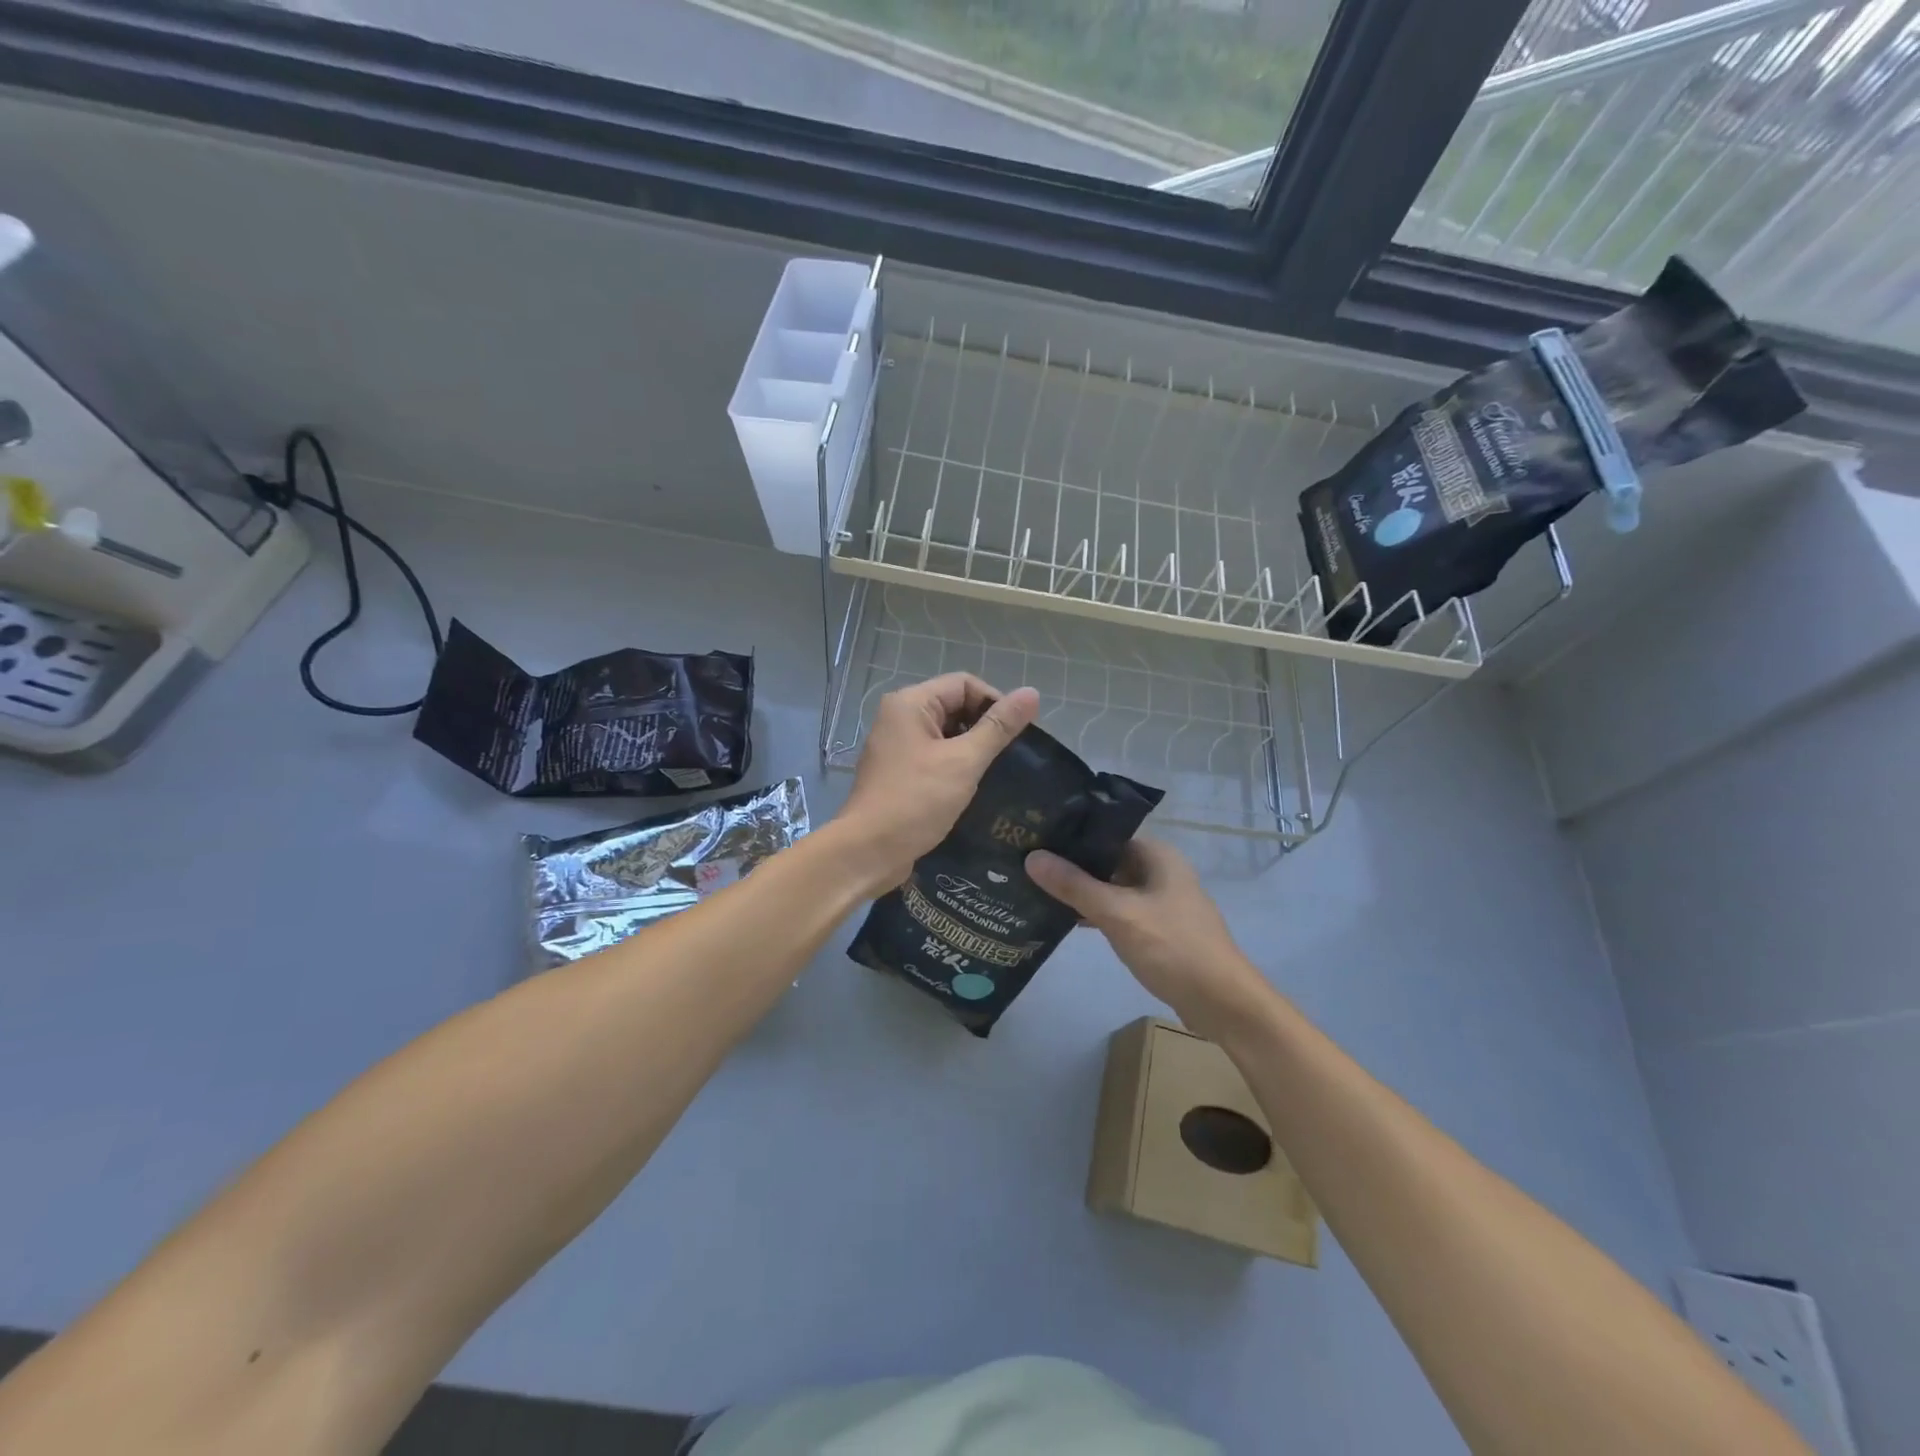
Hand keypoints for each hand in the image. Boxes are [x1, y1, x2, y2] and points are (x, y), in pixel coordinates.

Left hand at [836, 673, 1039, 893]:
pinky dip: (956, 765)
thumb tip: (1031, 693)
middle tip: (1011, 755)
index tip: (1018, 733)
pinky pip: (935, 756)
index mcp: (910, 703)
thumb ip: (998, 727)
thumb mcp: (964, 761)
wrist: (867, 851)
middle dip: (984, 726)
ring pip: (946, 734)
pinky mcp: (899, 772)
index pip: (964, 684)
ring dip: (972, 748)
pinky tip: (975, 786)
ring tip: (998, 771)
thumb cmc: (916, 801)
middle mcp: (899, 717)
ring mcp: (897, 746)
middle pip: (954, 705)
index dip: (995, 702)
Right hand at [1026, 838, 1275, 1040]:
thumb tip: (1032, 857)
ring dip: (1082, 891)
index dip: (1070, 836)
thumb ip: (1074, 885)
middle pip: (1107, 860)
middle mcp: (1161, 871)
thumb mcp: (1118, 914)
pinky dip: (1096, 913)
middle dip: (1071, 865)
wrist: (1223, 1004)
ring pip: (1112, 888)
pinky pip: (1120, 911)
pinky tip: (1065, 919)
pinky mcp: (1159, 930)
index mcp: (1157, 855)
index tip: (1033, 838)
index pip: (1105, 833)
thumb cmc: (1173, 948)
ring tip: (1036, 889)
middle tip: (1025, 864)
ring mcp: (1161, 902)